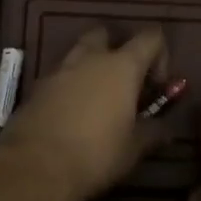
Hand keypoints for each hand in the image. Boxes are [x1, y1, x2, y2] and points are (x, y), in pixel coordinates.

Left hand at [0, 26, 165, 200]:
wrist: (35, 167)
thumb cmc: (95, 154)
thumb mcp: (134, 148)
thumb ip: (154, 131)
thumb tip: (166, 128)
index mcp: (122, 66)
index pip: (150, 37)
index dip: (160, 55)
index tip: (157, 87)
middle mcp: (91, 57)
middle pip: (106, 34)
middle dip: (117, 50)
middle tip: (123, 83)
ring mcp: (60, 69)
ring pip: (79, 53)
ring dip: (91, 67)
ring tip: (97, 101)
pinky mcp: (37, 86)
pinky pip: (60, 75)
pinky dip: (70, 86)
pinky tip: (71, 115)